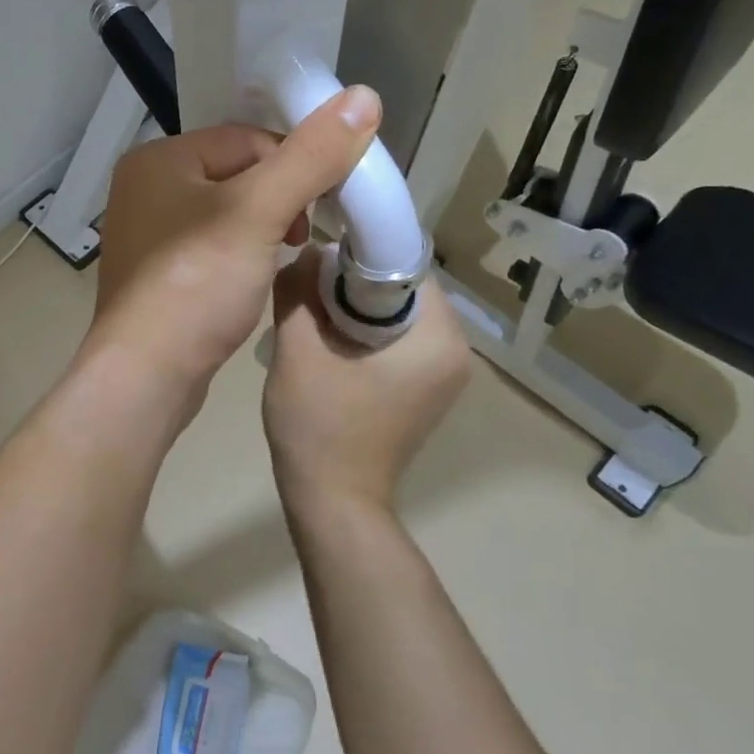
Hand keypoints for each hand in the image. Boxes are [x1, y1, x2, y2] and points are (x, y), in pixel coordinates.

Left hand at [86, 87, 382, 409]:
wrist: (146, 375)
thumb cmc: (197, 285)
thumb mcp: (259, 213)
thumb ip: (310, 156)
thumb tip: (363, 95)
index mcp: (157, 160)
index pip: (245, 139)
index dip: (292, 165)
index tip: (321, 204)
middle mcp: (144, 190)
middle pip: (236, 175)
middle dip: (279, 201)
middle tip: (300, 238)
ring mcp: (146, 236)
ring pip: (225, 215)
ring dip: (263, 231)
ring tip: (280, 260)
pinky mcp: (156, 276)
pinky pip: (210, 249)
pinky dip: (238, 257)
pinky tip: (250, 282)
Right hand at [262, 251, 470, 513]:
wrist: (332, 500)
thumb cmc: (318, 425)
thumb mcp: (298, 350)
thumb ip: (300, 291)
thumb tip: (308, 254)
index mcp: (438, 338)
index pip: (406, 265)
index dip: (359, 253)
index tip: (319, 254)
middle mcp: (456, 353)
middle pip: (403, 290)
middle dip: (354, 282)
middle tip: (308, 285)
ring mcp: (443, 376)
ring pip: (398, 316)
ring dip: (356, 308)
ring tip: (313, 313)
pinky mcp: (425, 392)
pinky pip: (398, 342)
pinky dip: (365, 333)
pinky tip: (330, 343)